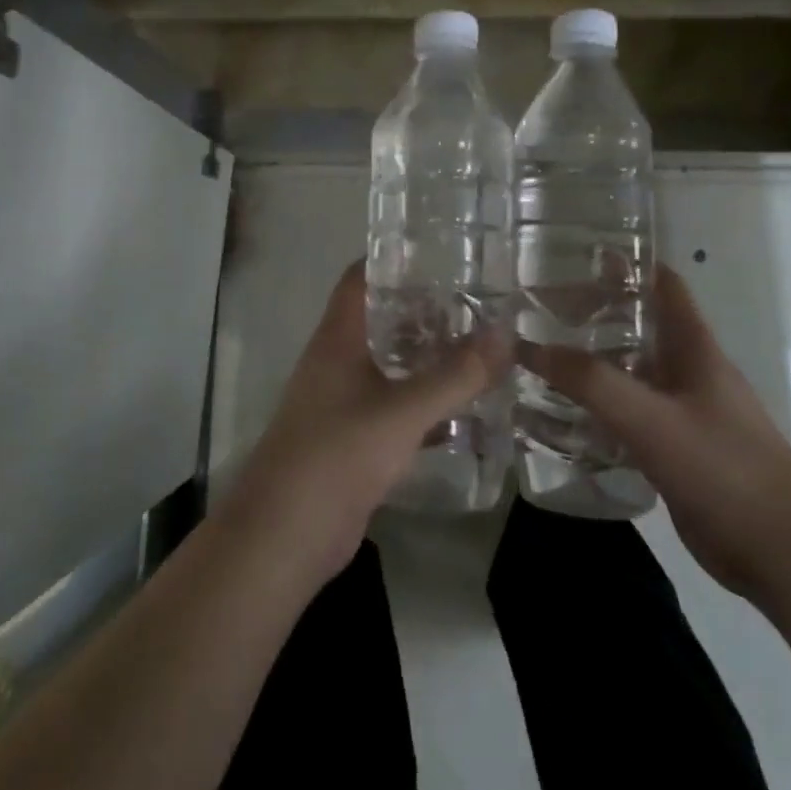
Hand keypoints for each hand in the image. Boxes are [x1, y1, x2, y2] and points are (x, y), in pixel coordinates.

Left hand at [221, 262, 509, 586]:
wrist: (285, 537)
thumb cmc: (337, 455)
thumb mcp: (403, 412)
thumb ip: (456, 375)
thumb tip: (505, 334)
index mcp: (338, 338)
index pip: (361, 278)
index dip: (394, 259)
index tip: (441, 252)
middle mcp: (337, 361)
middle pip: (381, 319)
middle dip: (425, 311)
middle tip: (477, 302)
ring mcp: (342, 401)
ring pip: (390, 365)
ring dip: (426, 358)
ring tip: (479, 348)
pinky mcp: (352, 440)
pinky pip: (393, 408)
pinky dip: (424, 404)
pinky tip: (462, 410)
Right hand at [533, 264, 790, 599]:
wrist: (785, 555)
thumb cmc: (726, 470)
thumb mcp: (651, 420)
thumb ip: (591, 382)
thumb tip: (529, 346)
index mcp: (694, 348)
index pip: (662, 284)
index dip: (626, 263)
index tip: (575, 255)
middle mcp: (689, 371)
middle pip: (639, 325)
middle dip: (594, 313)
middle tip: (538, 310)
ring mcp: (685, 412)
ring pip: (632, 371)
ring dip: (593, 362)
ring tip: (540, 356)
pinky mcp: (677, 450)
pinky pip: (631, 414)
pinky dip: (599, 407)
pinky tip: (563, 414)